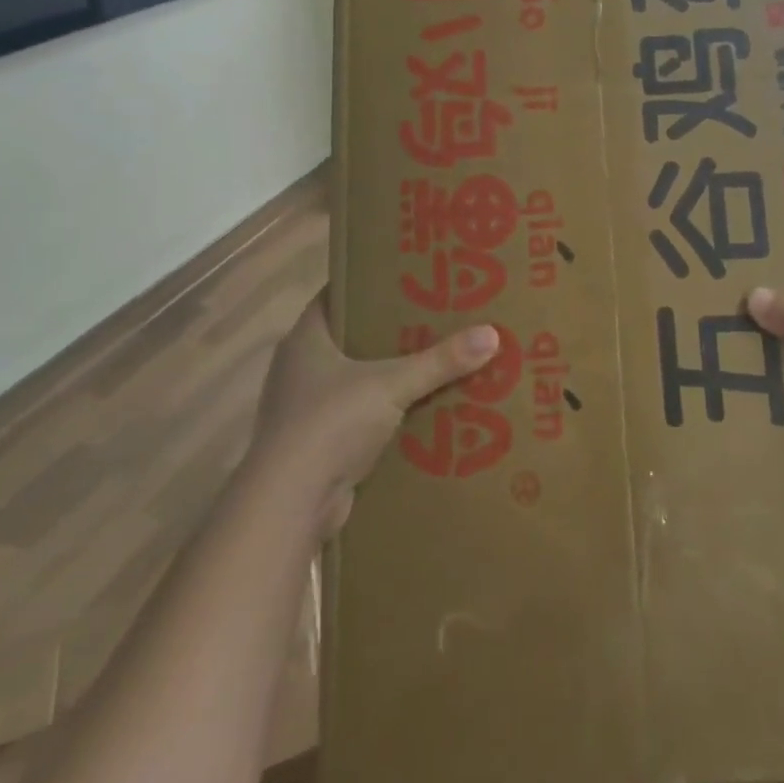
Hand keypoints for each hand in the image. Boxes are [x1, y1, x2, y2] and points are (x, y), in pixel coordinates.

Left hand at [246, 292, 499, 536]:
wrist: (291, 504)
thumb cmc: (330, 424)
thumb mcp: (392, 384)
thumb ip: (440, 361)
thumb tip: (492, 334)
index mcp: (305, 339)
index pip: (335, 296)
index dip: (368, 285)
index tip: (407, 278)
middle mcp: (299, 368)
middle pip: (350, 338)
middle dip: (389, 332)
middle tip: (435, 319)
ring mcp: (304, 408)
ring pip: (355, 380)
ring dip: (388, 376)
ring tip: (435, 363)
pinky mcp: (316, 445)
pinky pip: (358, 417)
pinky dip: (384, 414)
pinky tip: (419, 412)